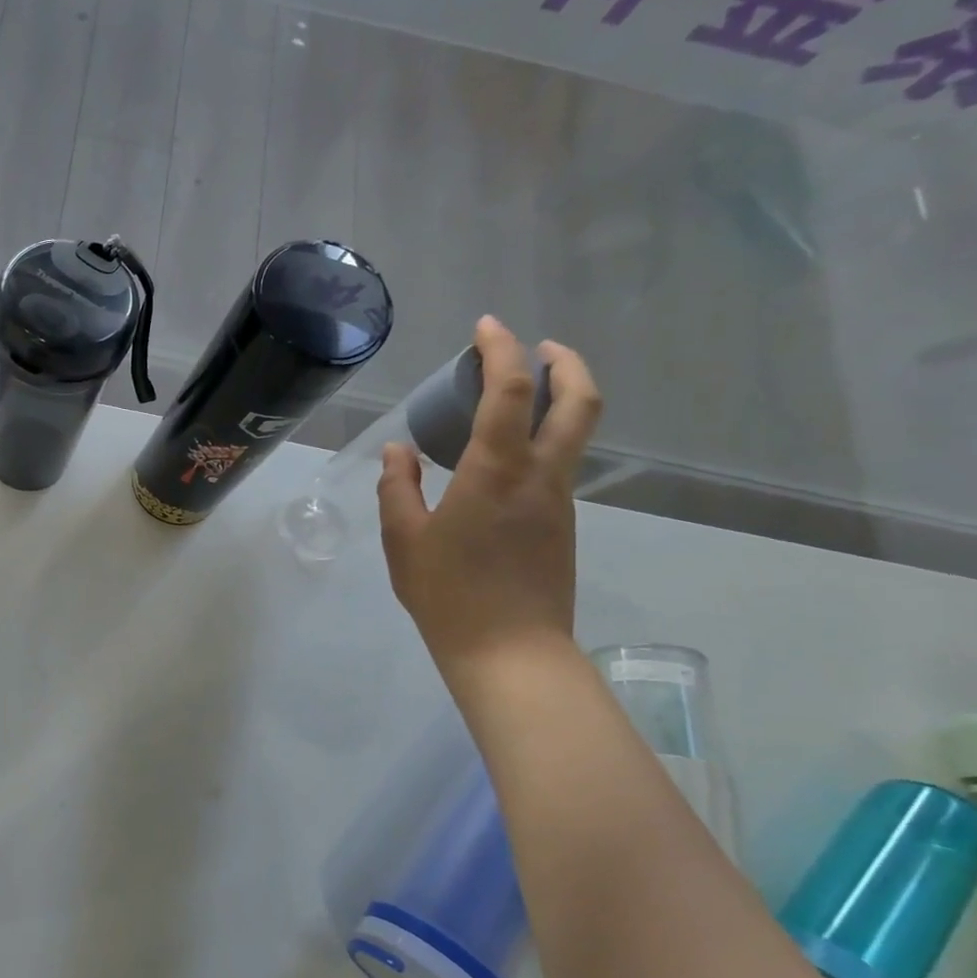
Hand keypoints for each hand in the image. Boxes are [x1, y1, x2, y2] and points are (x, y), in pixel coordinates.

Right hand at [378, 316, 602, 675]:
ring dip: (558, 398)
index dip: (502, 350)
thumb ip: (398, 487)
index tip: (486, 327)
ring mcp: (559, 501)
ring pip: (576, 432)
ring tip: (518, 395)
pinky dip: (542, 438)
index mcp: (497, 472)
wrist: (509, 650)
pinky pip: (558, 463)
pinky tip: (502, 457)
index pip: (512, 391)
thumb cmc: (447, 593)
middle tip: (539, 346)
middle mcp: (541, 476)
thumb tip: (398, 449)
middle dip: (566, 362)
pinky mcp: (561, 524)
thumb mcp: (404, 540)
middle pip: (579, 402)